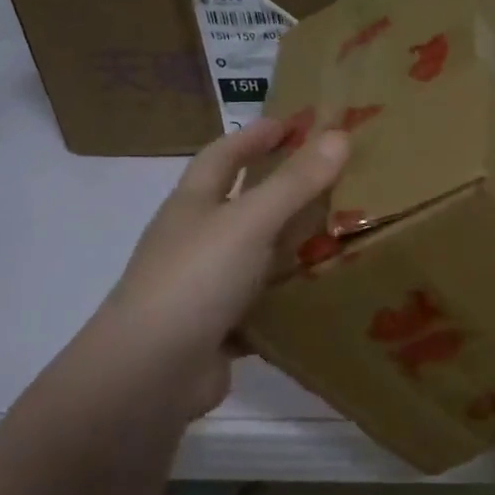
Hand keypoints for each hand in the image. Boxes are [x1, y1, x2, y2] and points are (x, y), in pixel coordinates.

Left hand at [95, 117, 348, 422]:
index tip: (293, 123)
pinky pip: (263, 304)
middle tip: (333, 177)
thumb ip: (295, 182)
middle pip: (242, 205)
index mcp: (193, 206)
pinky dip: (289, 298)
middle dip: (281, 189)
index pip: (223, 156)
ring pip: (256, 257)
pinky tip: (323, 295)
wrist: (152, 372)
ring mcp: (205, 287)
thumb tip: (340, 134)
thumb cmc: (196, 279)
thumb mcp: (250, 222)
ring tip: (342, 234)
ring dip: (291, 246)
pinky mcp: (220, 329)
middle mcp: (195, 241)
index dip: (254, 136)